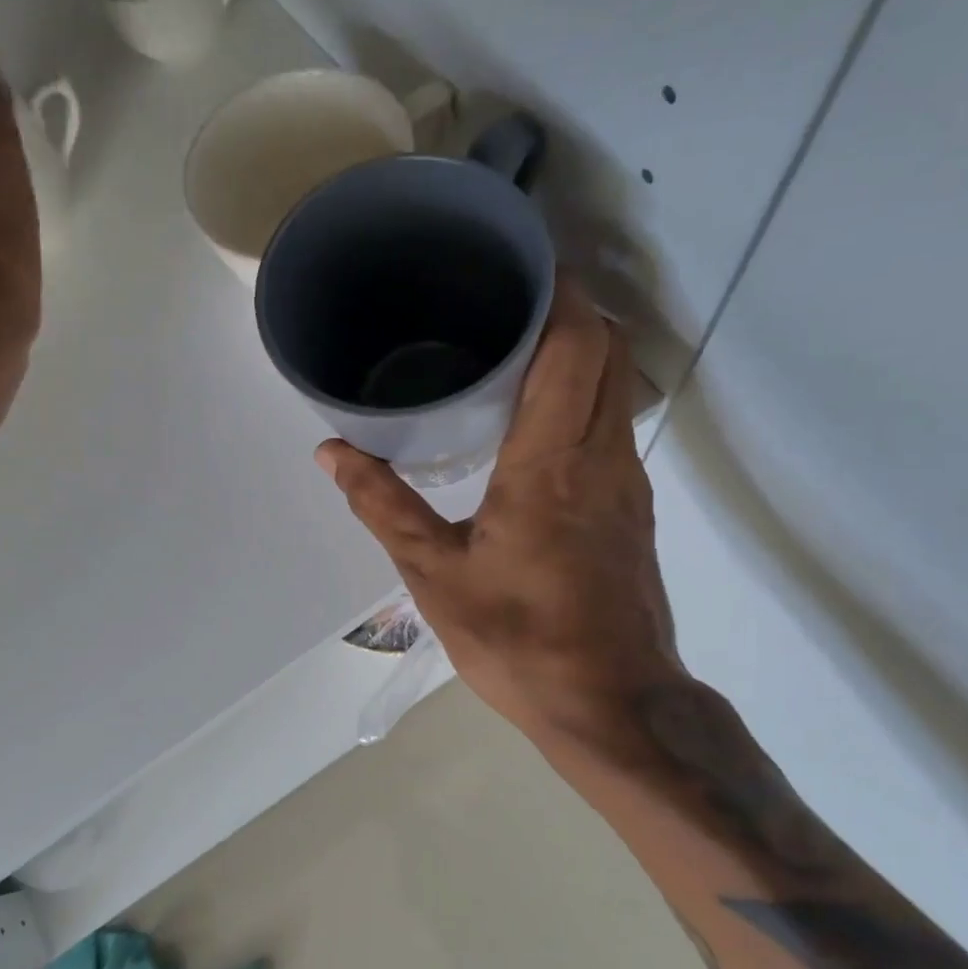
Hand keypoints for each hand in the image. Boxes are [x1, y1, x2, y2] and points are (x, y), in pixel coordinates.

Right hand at [318, 278, 682, 745]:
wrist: (614, 706)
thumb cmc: (520, 640)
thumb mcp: (434, 575)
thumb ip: (383, 506)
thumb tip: (333, 451)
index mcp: (553, 462)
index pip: (575, 345)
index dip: (559, 292)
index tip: (525, 262)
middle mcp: (603, 456)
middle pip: (609, 350)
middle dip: (571, 308)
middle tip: (510, 297)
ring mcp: (629, 481)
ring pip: (618, 385)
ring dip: (581, 349)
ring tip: (518, 344)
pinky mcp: (635, 508)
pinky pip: (614, 422)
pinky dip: (586, 392)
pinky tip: (537, 416)